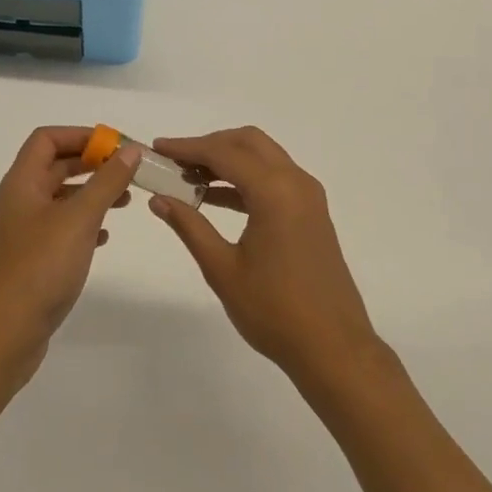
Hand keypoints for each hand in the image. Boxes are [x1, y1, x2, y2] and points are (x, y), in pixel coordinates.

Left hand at [0, 126, 139, 385]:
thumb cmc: (40, 267)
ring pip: (61, 198)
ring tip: (126, 201)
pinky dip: (85, 224)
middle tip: (128, 170)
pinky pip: (62, 228)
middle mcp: (20, 201)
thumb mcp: (80, 218)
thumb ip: (107, 182)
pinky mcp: (33, 259)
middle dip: (92, 163)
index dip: (81, 135)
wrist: (5, 334)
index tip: (116, 146)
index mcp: (22, 183)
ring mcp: (25, 232)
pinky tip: (106, 237)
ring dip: (92, 193)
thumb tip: (129, 150)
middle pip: (55, 165)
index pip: (47, 139)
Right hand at [149, 127, 380, 385]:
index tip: (157, 148)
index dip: (187, 147)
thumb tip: (159, 198)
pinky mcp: (312, 213)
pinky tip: (216, 199)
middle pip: (248, 142)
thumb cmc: (274, 311)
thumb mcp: (222, 269)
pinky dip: (245, 179)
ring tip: (189, 178)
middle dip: (210, 145)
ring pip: (264, 157)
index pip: (223, 152)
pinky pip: (275, 179)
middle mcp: (296, 182)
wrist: (334, 348)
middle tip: (175, 161)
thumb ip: (189, 226)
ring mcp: (308, 197)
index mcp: (275, 191)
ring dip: (228, 160)